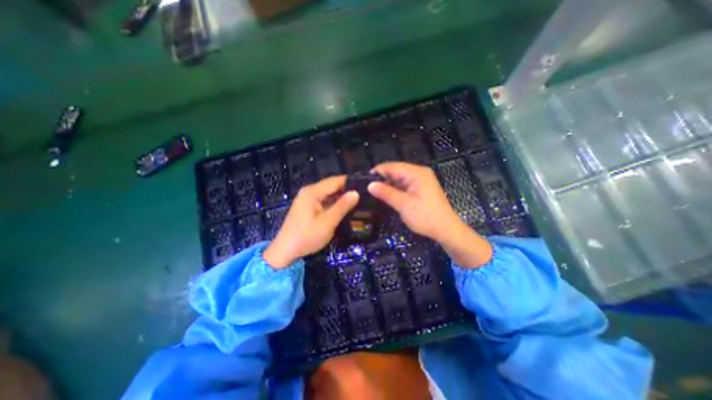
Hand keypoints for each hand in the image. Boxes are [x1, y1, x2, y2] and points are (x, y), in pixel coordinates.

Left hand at [264, 177, 358, 267]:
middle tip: (364, 196)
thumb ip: (342, 206)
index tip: (365, 187)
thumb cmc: (306, 236)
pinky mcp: (308, 206)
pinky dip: (334, 203)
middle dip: (346, 190)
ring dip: (341, 197)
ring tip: (358, 201)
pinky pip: (324, 200)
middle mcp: (309, 191)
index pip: (335, 181)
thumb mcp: (327, 222)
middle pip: (331, 186)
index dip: (350, 182)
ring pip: (328, 193)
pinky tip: (344, 208)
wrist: (285, 251)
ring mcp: (307, 199)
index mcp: (312, 192)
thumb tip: (356, 193)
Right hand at [367, 163, 489, 268]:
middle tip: (367, 187)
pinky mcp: (421, 188)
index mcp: (417, 173)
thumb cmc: (425, 217)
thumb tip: (370, 185)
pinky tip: (386, 194)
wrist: (446, 230)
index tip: (364, 180)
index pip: (393, 166)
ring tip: (373, 191)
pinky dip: (395, 189)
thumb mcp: (404, 205)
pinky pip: (405, 184)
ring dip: (388, 184)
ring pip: (399, 178)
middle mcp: (419, 173)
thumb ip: (386, 193)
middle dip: (382, 178)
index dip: (378, 171)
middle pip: (396, 171)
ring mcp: (421, 180)